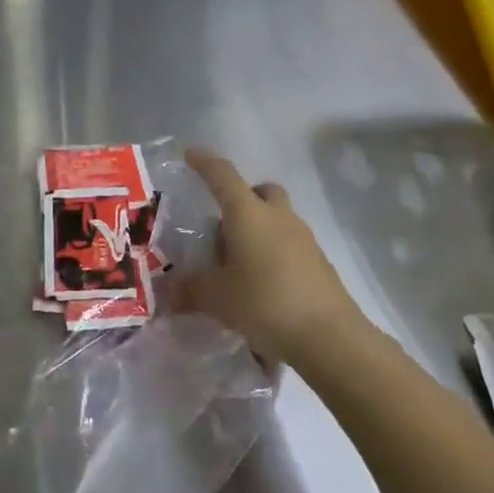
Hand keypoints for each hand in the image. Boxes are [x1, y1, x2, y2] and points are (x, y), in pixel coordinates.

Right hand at [174, 147, 365, 367]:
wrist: (330, 338)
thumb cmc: (265, 302)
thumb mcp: (216, 298)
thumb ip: (188, 290)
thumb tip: (163, 292)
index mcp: (248, 213)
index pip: (222, 175)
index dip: (204, 163)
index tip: (190, 154)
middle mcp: (277, 217)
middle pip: (260, 191)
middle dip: (242, 197)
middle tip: (221, 222)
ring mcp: (303, 239)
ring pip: (277, 218)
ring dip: (257, 228)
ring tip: (236, 261)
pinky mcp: (318, 264)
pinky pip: (289, 245)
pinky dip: (272, 253)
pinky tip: (260, 283)